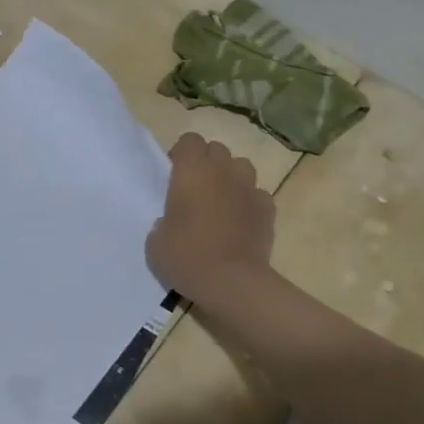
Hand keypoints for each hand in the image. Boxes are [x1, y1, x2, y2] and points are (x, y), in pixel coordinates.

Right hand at [146, 133, 275, 305]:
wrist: (232, 283)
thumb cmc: (186, 257)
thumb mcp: (156, 240)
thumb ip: (163, 220)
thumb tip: (172, 221)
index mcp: (191, 171)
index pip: (190, 140)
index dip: (182, 154)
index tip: (174, 175)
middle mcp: (222, 171)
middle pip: (217, 149)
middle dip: (207, 162)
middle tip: (196, 189)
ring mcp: (249, 189)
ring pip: (242, 166)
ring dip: (231, 177)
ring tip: (221, 201)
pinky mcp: (268, 210)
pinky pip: (258, 195)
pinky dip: (250, 202)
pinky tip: (241, 221)